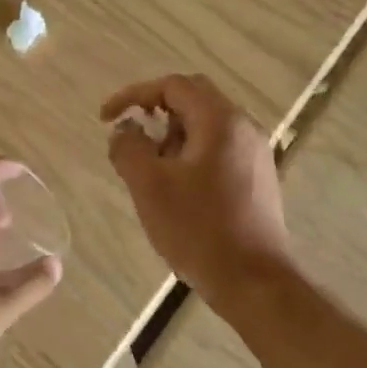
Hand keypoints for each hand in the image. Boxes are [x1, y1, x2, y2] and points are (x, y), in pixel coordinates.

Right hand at [101, 74, 292, 307]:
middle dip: (156, 113)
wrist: (254, 281)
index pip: (173, 86)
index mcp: (220, 120)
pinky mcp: (259, 177)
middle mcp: (244, 127)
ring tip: (153, 171)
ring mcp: (256, 153)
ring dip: (174, 136)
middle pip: (194, 99)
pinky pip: (220, 148)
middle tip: (132, 139)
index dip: (134, 96)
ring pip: (207, 125)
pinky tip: (179, 189)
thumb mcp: (150, 187)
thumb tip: (125, 130)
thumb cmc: (199, 229)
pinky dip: (193, 154)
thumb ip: (129, 148)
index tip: (106, 119)